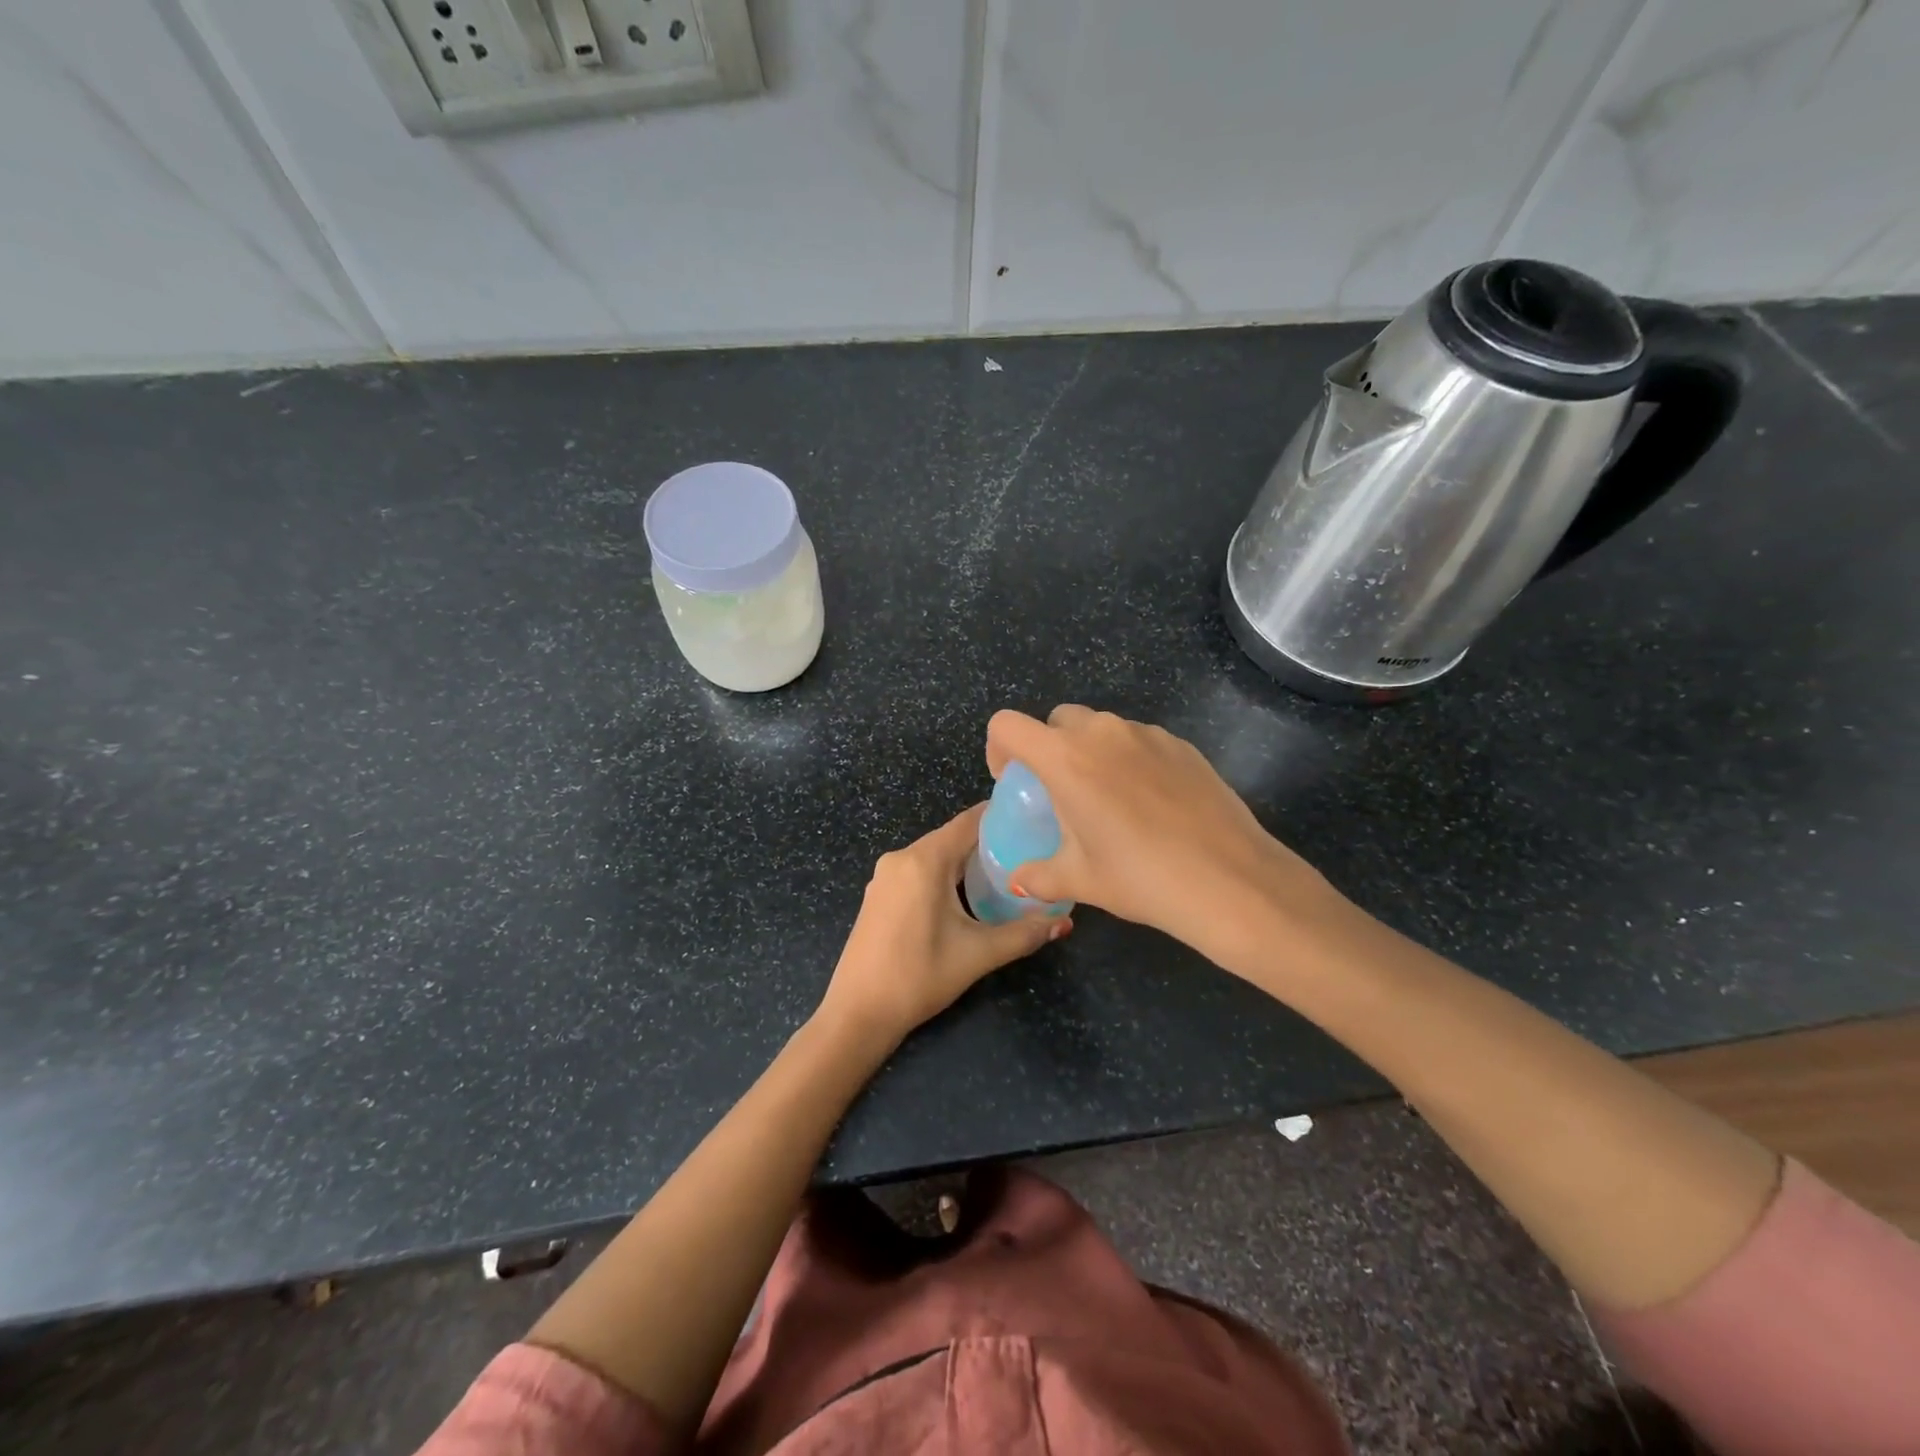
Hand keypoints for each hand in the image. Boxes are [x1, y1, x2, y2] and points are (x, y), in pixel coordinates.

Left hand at [819, 804, 1068, 1045]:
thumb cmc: (919, 977)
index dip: (1001, 817)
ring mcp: (885, 876)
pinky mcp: (878, 894)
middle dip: (989, 842)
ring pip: (935, 856)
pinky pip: (918, 871)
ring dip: (966, 861)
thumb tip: (1065, 923)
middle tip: (1028, 851)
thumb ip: (1024, 934)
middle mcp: (901, 858)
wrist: (858, 1012)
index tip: (1033, 819)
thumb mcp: (978, 954)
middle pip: (952, 838)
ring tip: (1005, 872)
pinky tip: (967, 894)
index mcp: (924, 861)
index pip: (969, 822)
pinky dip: (944, 875)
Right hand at [985, 706, 1342, 961]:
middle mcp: (1103, 732)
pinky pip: (1139, 741)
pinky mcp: (1181, 744)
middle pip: (1057, 719)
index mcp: (1066, 758)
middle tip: (1060, 794)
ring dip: (1090, 752)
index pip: (1008, 725)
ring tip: (1108, 802)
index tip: (1014, 784)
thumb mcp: (1080, 880)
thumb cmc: (1141, 878)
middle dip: (1048, 748)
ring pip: (1101, 728)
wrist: (1230, 880)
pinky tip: (1150, 805)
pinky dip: (1128, 760)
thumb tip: (1018, 880)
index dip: (999, 749)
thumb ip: (1037, 875)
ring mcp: (1147, 734)